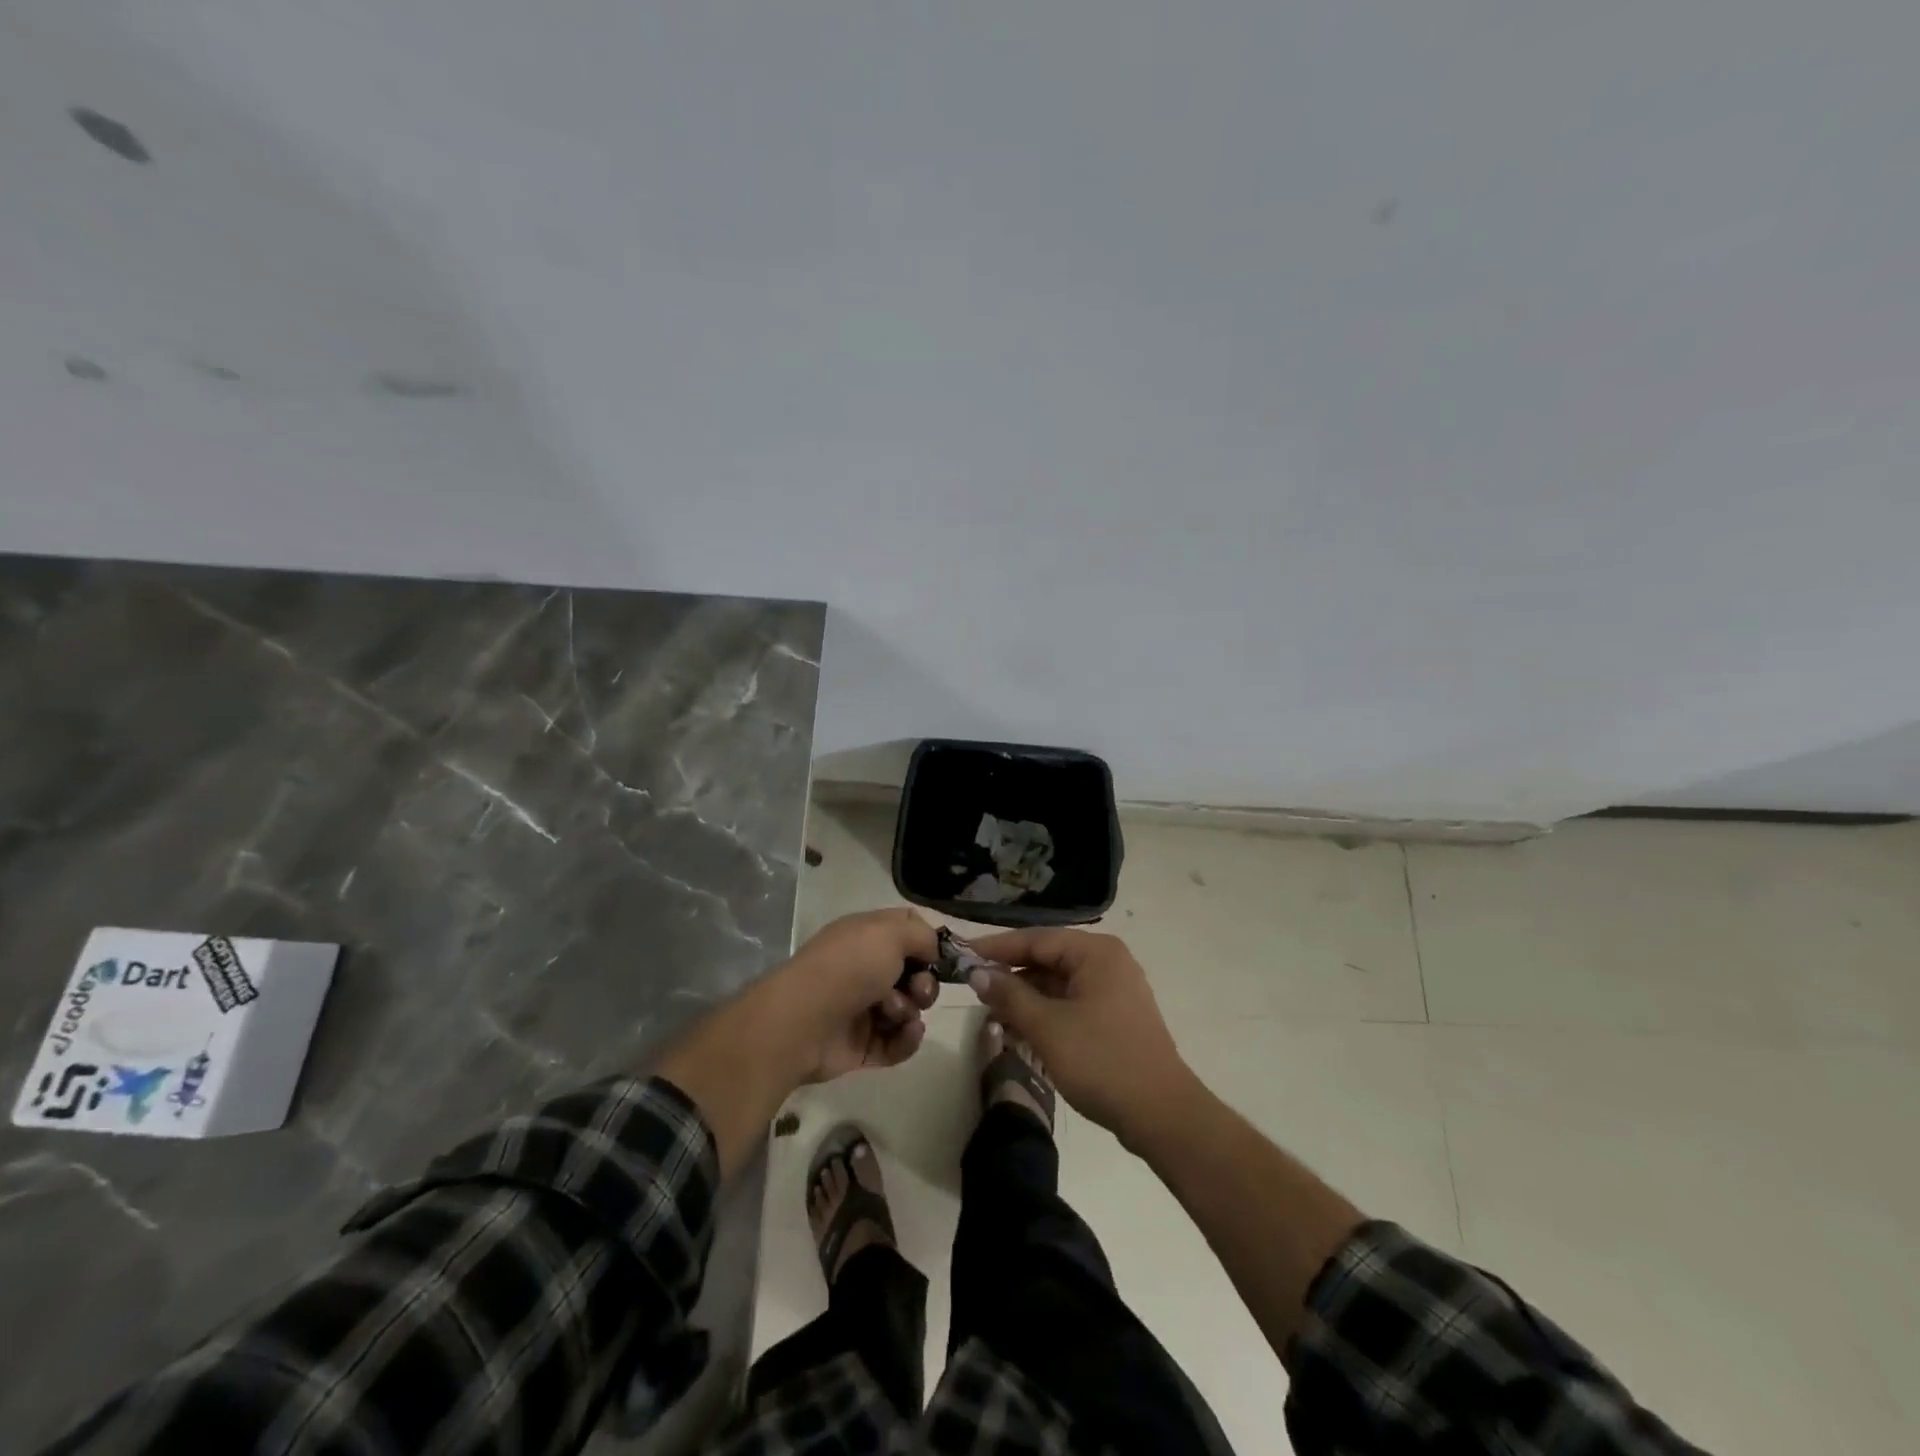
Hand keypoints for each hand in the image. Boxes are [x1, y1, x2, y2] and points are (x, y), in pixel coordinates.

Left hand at [773, 909, 941, 1083]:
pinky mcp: (862, 1046)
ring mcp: (862, 1008)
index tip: (943, 957)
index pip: (906, 931)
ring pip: (908, 1009)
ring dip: (911, 1010)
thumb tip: (933, 950)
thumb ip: (922, 935)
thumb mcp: (891, 933)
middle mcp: (864, 969)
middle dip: (924, 983)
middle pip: (913, 974)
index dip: (928, 942)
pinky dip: (907, 1039)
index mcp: (866, 936)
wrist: (804, 1020)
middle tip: (918, 990)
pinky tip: (908, 1033)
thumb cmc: (850, 966)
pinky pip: (897, 1042)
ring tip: (895, 1014)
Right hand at [967, 929, 1195, 1145]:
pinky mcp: (1115, 1017)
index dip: (997, 948)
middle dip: (1011, 975)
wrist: (1161, 1115)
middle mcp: (1108, 962)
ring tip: (992, 1013)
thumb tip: (977, 973)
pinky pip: (1071, 1003)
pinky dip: (1046, 1013)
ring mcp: (1115, 990)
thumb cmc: (1101, 1062)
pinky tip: (1020, 1029)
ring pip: (1058, 983)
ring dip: (1026, 997)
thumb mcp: (1047, 1027)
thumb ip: (1009, 995)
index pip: (1036, 939)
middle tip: (973, 988)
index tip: (963, 955)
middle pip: (1048, 959)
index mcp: (1096, 953)